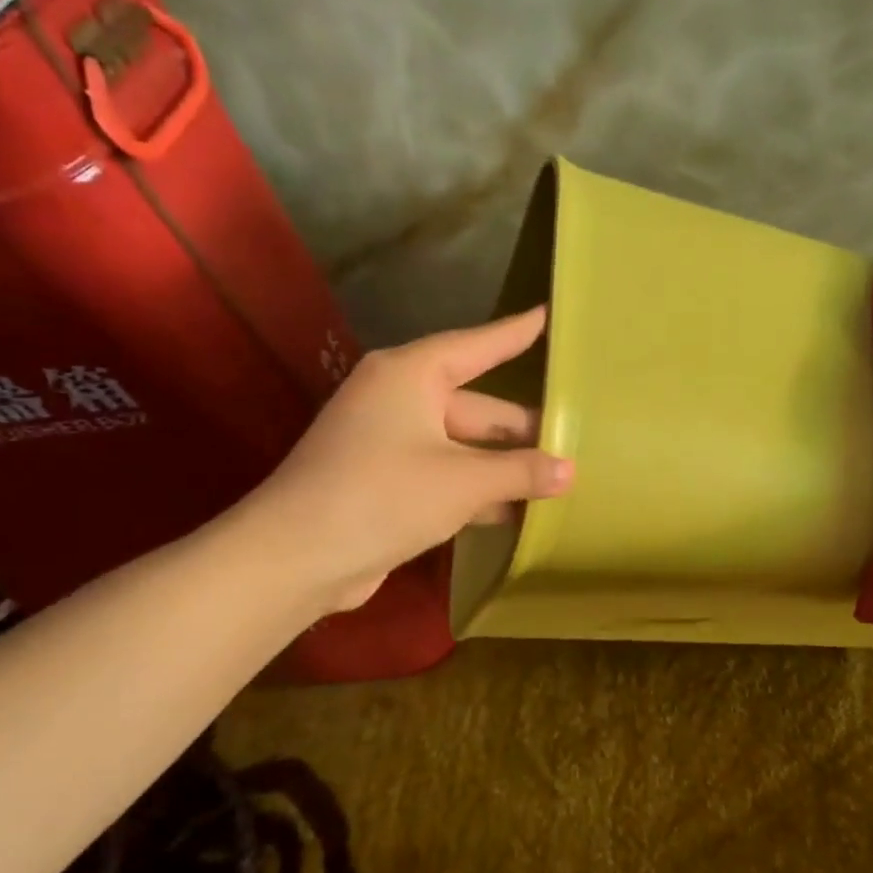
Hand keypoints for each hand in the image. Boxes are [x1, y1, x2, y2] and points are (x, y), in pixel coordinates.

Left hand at [248, 307, 572, 612]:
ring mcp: (388, 443)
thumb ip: (520, 472)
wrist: (296, 557)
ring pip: (462, 446)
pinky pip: (445, 475)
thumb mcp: (462, 482)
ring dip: (503, 466)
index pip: (476, 345)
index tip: (547, 315)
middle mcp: (398, 399)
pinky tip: (516, 510)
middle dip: (521, 427)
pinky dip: (477, 491)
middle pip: (475, 405)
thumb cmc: (383, 495)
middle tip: (575, 435)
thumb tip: (570, 471)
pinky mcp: (385, 482)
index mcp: (411, 375)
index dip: (515, 333)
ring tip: (559, 477)